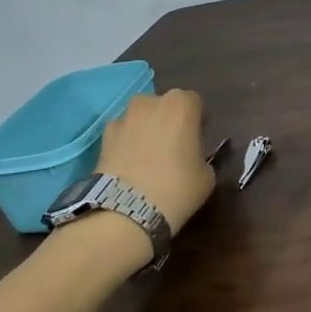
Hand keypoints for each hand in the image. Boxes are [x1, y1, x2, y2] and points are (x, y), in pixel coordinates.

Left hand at [95, 88, 216, 233]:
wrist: (127, 209)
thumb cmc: (177, 187)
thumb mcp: (206, 175)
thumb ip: (201, 156)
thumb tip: (192, 158)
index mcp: (181, 105)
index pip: (194, 102)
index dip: (197, 120)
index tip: (198, 139)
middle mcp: (151, 102)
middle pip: (164, 105)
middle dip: (169, 119)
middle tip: (173, 146)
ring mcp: (124, 116)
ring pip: (140, 116)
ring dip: (146, 128)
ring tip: (148, 155)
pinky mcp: (104, 135)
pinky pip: (121, 132)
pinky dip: (126, 142)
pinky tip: (129, 164)